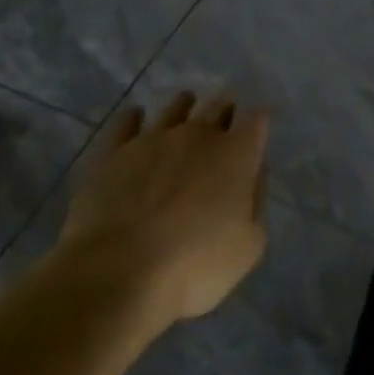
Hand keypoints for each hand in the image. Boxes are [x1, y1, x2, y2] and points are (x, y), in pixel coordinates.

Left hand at [58, 92, 269, 322]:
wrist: (119, 272)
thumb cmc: (197, 265)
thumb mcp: (249, 245)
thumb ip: (256, 202)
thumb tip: (254, 174)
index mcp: (236, 155)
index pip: (256, 121)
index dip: (260, 118)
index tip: (261, 118)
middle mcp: (197, 136)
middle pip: (216, 107)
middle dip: (225, 106)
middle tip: (227, 106)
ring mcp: (151, 140)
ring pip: (173, 109)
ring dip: (184, 104)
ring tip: (187, 101)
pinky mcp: (112, 153)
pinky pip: (125, 124)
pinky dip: (134, 117)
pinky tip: (136, 115)